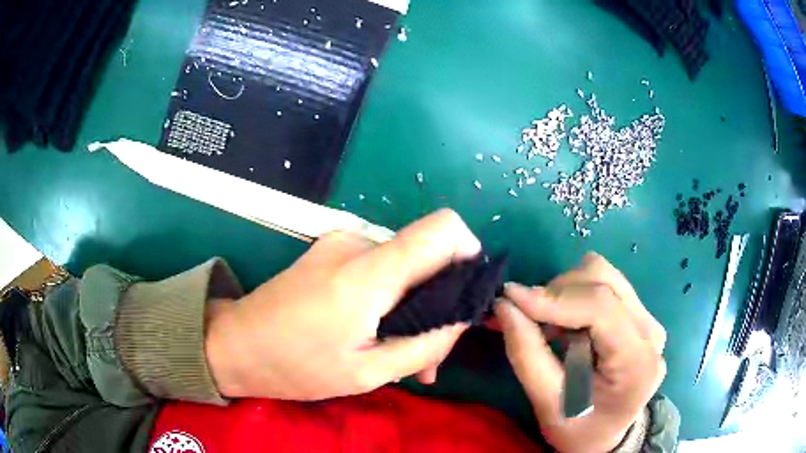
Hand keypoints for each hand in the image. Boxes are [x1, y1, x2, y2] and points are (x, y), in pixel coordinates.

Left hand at [206, 209, 479, 400]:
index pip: (441, 229)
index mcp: (367, 273)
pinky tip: (376, 333)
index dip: (468, 251)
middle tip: (428, 354)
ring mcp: (341, 243)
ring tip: (400, 354)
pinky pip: (377, 268)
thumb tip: (462, 320)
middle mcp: (357, 244)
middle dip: (438, 300)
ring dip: (411, 307)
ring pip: (402, 266)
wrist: (235, 344)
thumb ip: (423, 344)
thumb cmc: (295, 365)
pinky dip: (388, 299)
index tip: (468, 292)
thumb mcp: (366, 373)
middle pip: (425, 254)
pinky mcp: (330, 250)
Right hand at [495, 253, 665, 451]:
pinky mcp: (640, 315)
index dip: (554, 297)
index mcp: (637, 362)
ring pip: (604, 275)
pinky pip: (606, 285)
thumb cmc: (578, 429)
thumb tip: (504, 305)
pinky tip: (567, 325)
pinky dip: (577, 295)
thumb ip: (527, 355)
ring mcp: (649, 320)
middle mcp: (650, 332)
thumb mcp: (547, 404)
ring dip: (567, 292)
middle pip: (603, 281)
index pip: (601, 308)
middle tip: (526, 316)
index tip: (510, 297)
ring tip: (550, 326)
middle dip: (557, 292)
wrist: (606, 435)